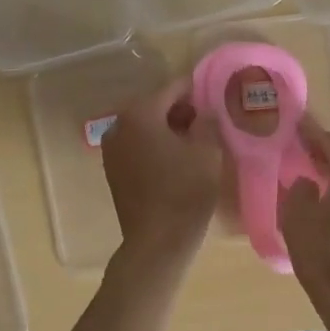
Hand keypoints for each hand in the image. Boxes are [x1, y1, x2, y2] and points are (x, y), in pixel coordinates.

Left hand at [101, 79, 223, 263]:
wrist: (157, 242)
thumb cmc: (185, 191)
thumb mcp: (207, 151)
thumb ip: (207, 121)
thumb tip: (204, 111)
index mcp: (140, 113)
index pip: (174, 88)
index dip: (197, 90)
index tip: (217, 95)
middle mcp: (119, 125)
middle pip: (156, 106)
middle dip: (182, 111)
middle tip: (210, 122)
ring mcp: (112, 149)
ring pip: (146, 128)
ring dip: (169, 130)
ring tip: (197, 143)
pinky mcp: (113, 171)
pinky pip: (138, 147)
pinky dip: (156, 147)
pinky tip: (178, 161)